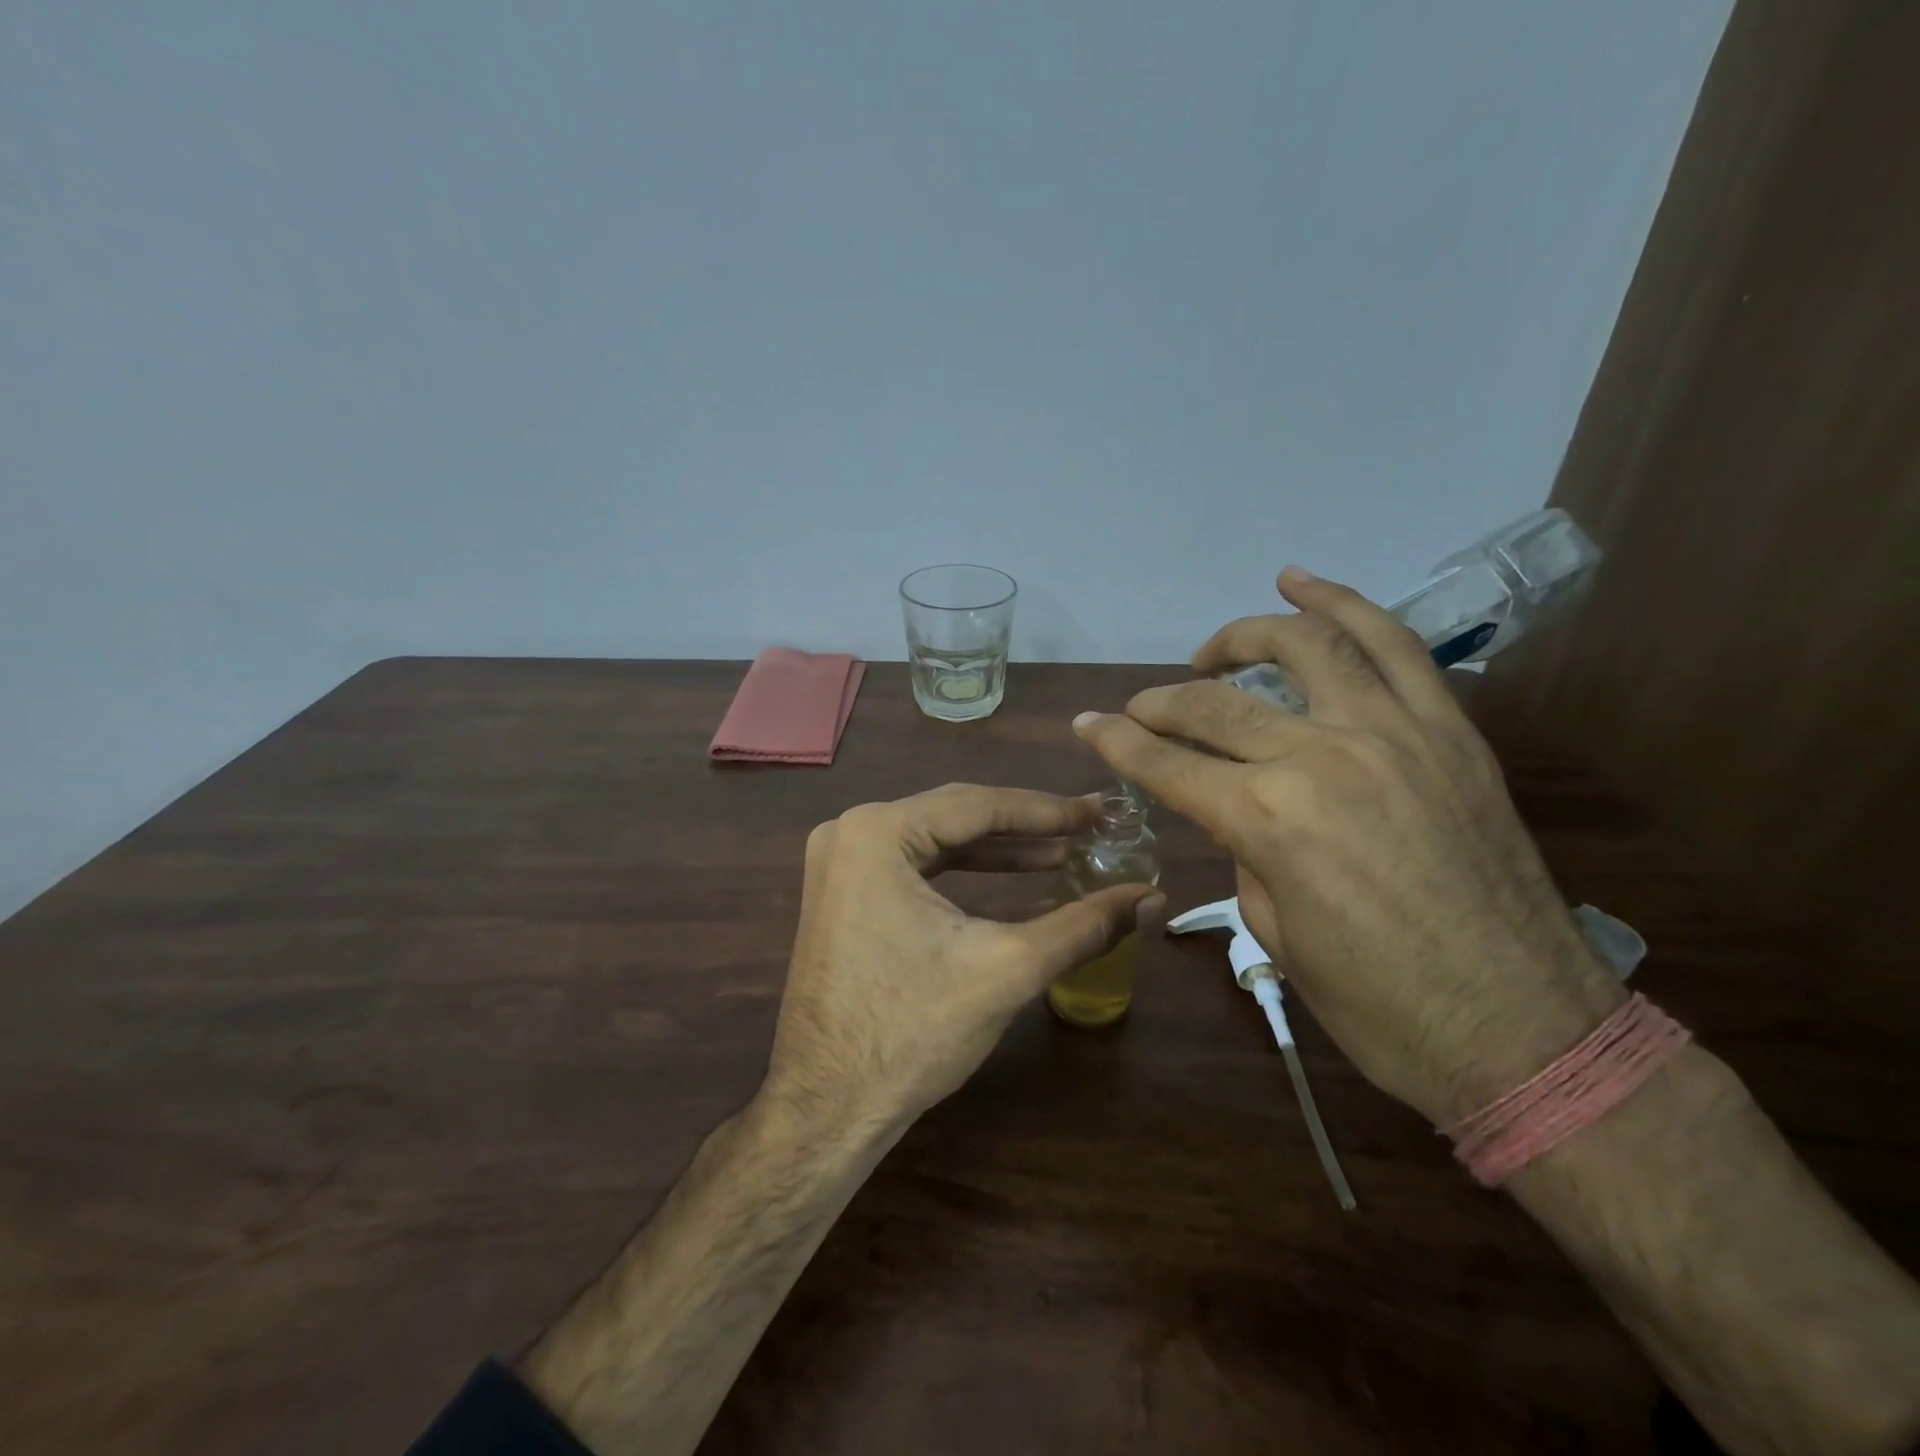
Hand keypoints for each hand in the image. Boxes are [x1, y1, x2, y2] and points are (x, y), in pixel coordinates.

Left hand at [763, 784, 1161, 1133]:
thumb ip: (1084, 925)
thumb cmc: (913, 1032)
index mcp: (877, 832)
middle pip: (955, 815)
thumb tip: (1152, 897)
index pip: (978, 805)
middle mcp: (849, 831)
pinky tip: (1011, 875)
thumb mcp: (1008, 968)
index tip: (1099, 811)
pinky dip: (962, 870)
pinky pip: (913, 864)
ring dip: (998, 849)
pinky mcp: (841, 891)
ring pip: (936, 839)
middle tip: (1087, 828)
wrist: (828, 1108)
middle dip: (1025, 826)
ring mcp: (839, 862)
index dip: (1047, 809)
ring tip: (1061, 854)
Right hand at [1073, 568, 1624, 1125]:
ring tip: (1211, 648)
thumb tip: (1239, 809)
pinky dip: (1344, 605)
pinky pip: (1394, 646)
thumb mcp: (1275, 932)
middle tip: (1138, 708)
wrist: (1525, 1032)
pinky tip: (1303, 585)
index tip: (1086, 726)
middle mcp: (1321, 756)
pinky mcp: (1448, 730)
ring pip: (1304, 646)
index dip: (1116, 744)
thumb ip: (1247, 850)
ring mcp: (1392, 732)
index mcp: (1267, 819)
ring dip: (1242, 636)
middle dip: (1160, 703)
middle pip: (1217, 705)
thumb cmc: (1380, 1006)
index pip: (1167, 766)